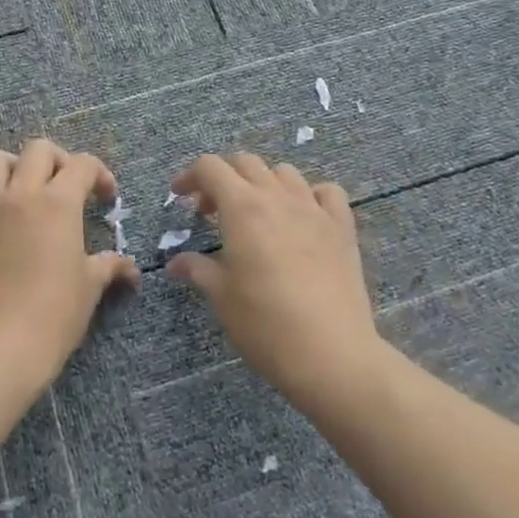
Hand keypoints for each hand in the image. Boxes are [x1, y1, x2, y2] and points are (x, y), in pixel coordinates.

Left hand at [0, 140, 139, 397]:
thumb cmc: (52, 316)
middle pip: (38, 149)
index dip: (99, 174)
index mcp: (58, 203)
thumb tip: (130, 268)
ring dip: (11, 167)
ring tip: (21, 189)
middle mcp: (21, 193)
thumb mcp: (89, 289)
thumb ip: (109, 267)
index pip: (82, 164)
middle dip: (57, 160)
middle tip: (65, 187)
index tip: (105, 198)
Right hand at [168, 153, 385, 415]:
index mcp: (242, 207)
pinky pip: (326, 192)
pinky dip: (310, 195)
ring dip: (263, 182)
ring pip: (284, 172)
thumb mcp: (222, 296)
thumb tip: (176, 263)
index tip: (180, 196)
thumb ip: (198, 270)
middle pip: (245, 162)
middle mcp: (277, 196)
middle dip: (223, 176)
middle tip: (211, 210)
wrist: (331, 355)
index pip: (210, 167)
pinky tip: (303, 216)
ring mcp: (313, 209)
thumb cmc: (266, 324)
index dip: (190, 176)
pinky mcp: (342, 227)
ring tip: (256, 212)